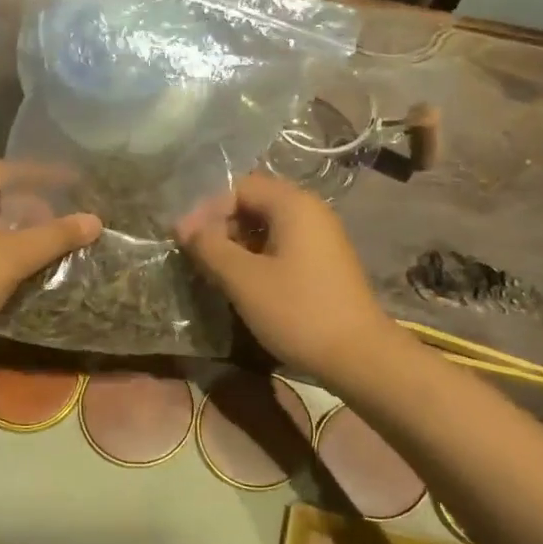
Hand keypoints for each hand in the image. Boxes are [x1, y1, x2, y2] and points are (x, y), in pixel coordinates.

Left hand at [0, 161, 101, 343]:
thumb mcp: (13, 257)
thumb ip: (55, 236)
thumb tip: (96, 220)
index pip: (8, 169)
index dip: (43, 175)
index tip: (73, 182)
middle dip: (31, 202)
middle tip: (60, 217)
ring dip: (16, 223)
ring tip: (45, 238)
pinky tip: (18, 257)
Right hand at [176, 172, 396, 382]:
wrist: (358, 355)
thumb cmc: (297, 311)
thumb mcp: (244, 279)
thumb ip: (209, 247)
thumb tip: (183, 227)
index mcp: (294, 204)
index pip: (239, 187)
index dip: (206, 210)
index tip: (184, 240)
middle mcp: (311, 211)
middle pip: (254, 204)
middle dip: (221, 226)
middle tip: (197, 256)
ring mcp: (321, 237)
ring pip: (267, 227)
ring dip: (237, 244)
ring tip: (215, 272)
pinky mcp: (324, 263)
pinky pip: (282, 246)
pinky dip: (257, 257)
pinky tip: (243, 284)